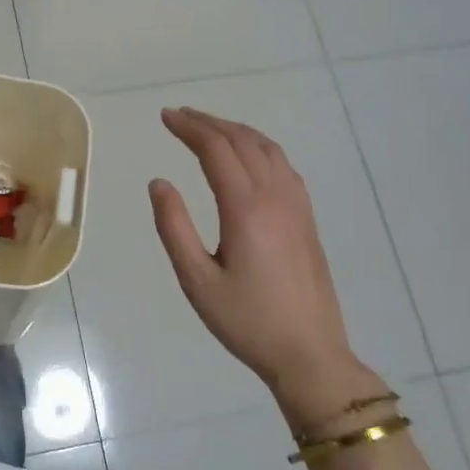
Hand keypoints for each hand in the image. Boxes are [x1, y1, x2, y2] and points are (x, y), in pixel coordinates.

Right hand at [149, 108, 385, 431]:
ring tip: (209, 129)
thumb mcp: (196, 280)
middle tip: (179, 116)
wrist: (309, 353)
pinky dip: (259, 147)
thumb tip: (159, 183)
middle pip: (242, 141)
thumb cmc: (246, 321)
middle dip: (209, 123)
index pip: (216, 150)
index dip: (189, 128)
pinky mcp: (307, 218)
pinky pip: (283, 166)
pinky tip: (248, 157)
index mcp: (245, 208)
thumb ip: (174, 227)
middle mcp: (275, 197)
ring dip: (236, 131)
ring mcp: (297, 206)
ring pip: (268, 149)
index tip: (165, 117)